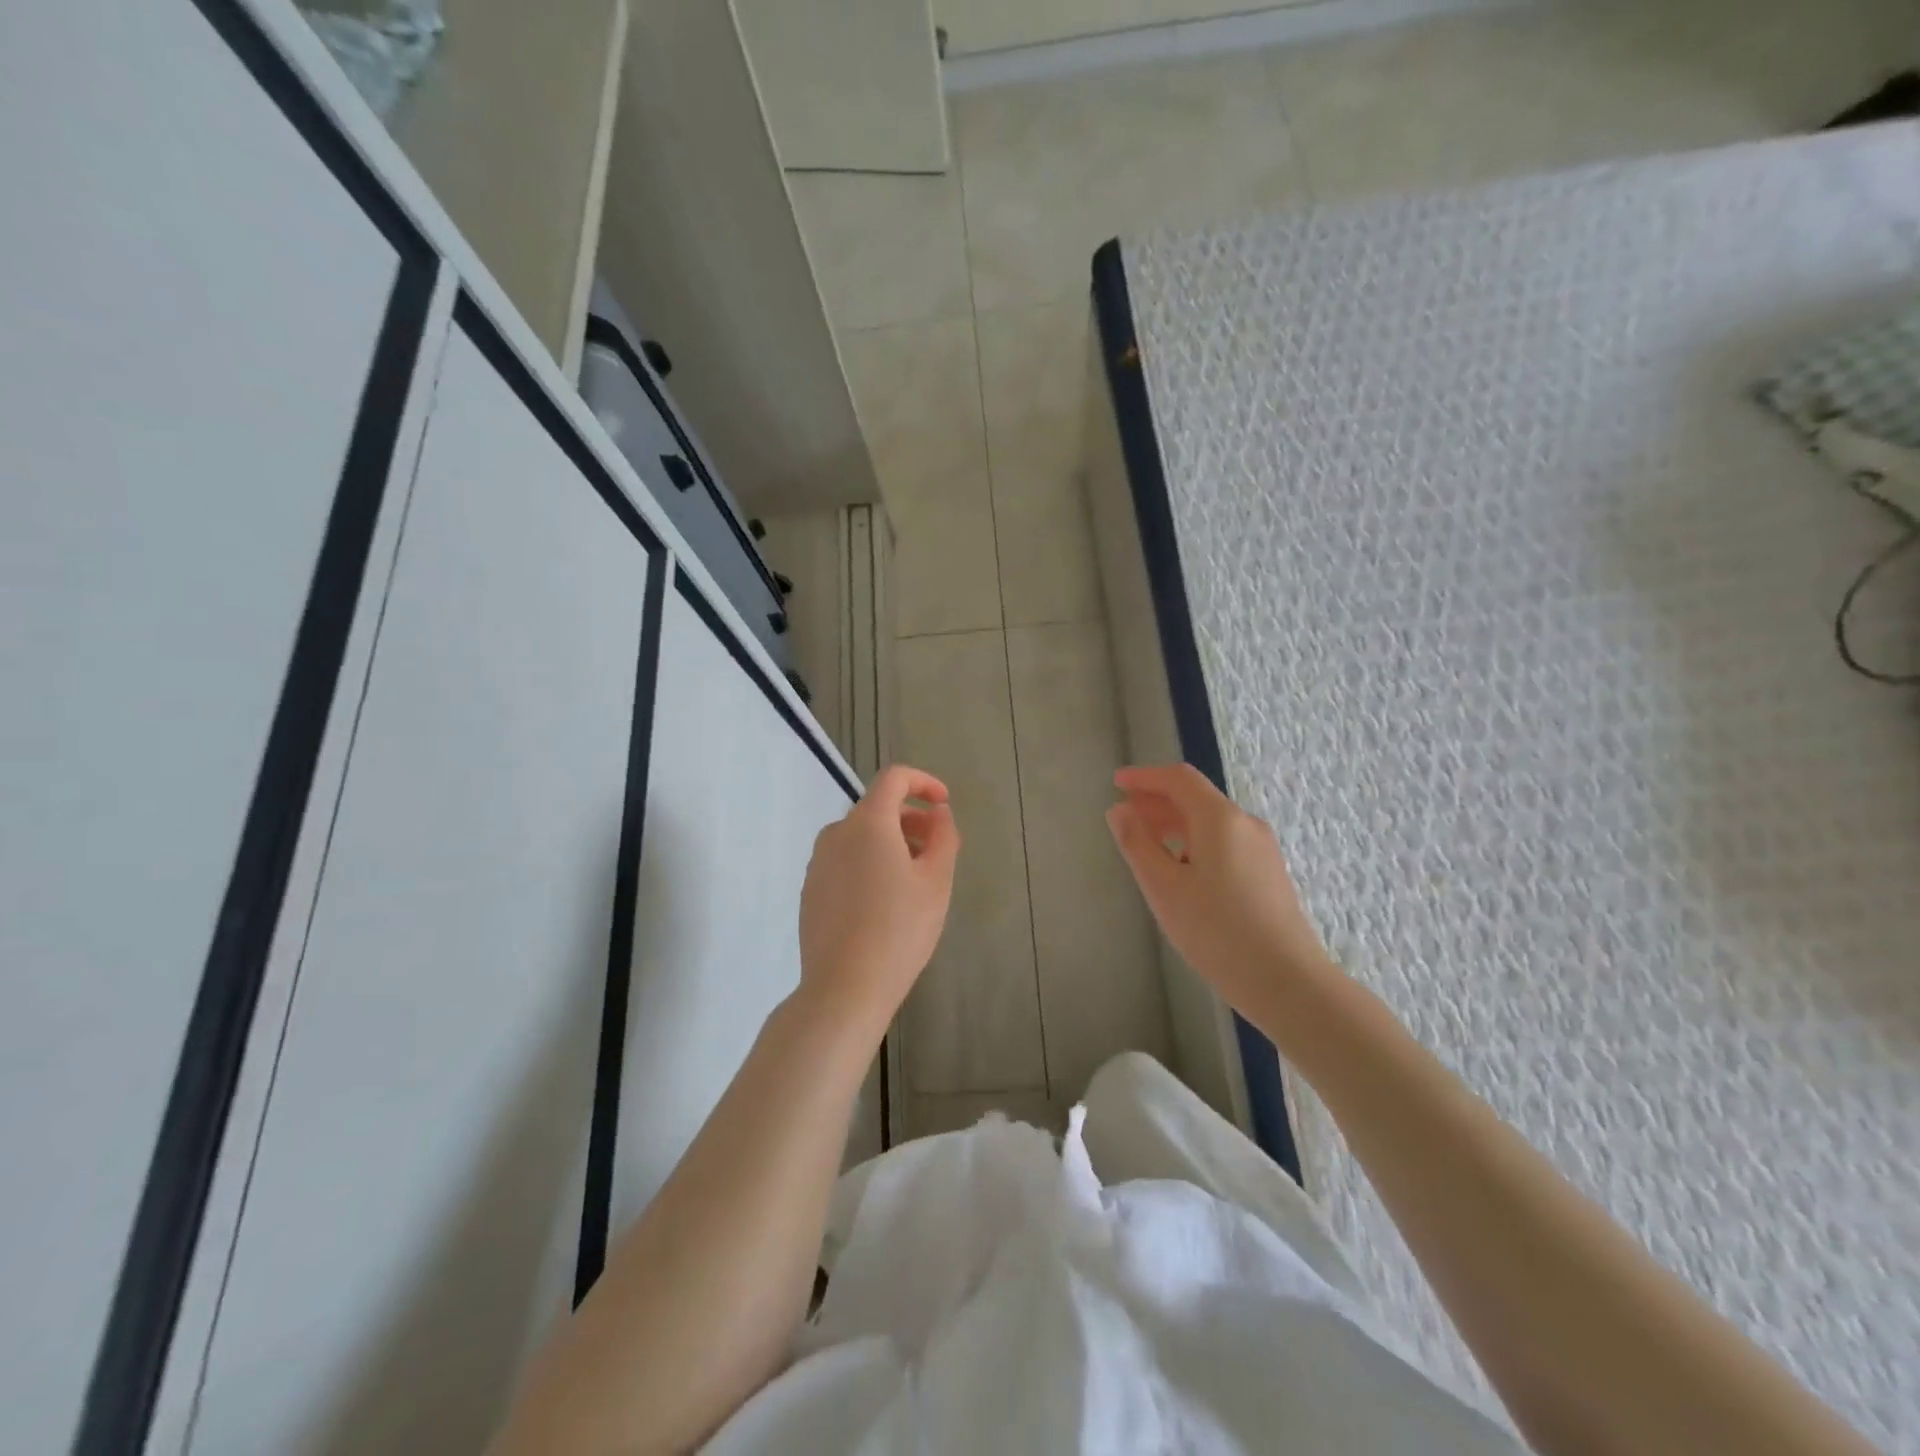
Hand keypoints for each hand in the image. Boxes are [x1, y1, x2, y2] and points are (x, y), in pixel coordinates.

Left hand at [797, 764, 958, 1039]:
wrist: (844, 987)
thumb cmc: (899, 929)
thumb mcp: (936, 881)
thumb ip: (943, 836)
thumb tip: (937, 813)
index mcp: (867, 823)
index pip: (894, 778)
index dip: (923, 782)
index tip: (943, 804)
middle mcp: (836, 834)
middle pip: (877, 809)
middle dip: (911, 820)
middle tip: (937, 849)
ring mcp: (818, 863)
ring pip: (860, 837)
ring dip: (891, 844)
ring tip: (914, 881)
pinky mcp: (810, 891)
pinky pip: (845, 862)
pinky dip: (869, 864)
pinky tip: (885, 904)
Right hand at [1106, 764, 1333, 1013]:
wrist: (1287, 981)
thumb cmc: (1217, 931)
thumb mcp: (1164, 888)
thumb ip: (1138, 844)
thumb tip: (1120, 810)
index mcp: (1220, 819)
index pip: (1179, 779)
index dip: (1145, 777)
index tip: (1117, 783)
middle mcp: (1245, 824)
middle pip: (1196, 798)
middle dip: (1157, 801)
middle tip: (1125, 816)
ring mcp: (1262, 849)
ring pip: (1211, 822)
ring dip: (1175, 824)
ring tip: (1146, 845)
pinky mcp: (1268, 873)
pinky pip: (1224, 842)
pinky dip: (1194, 842)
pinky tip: (1180, 871)